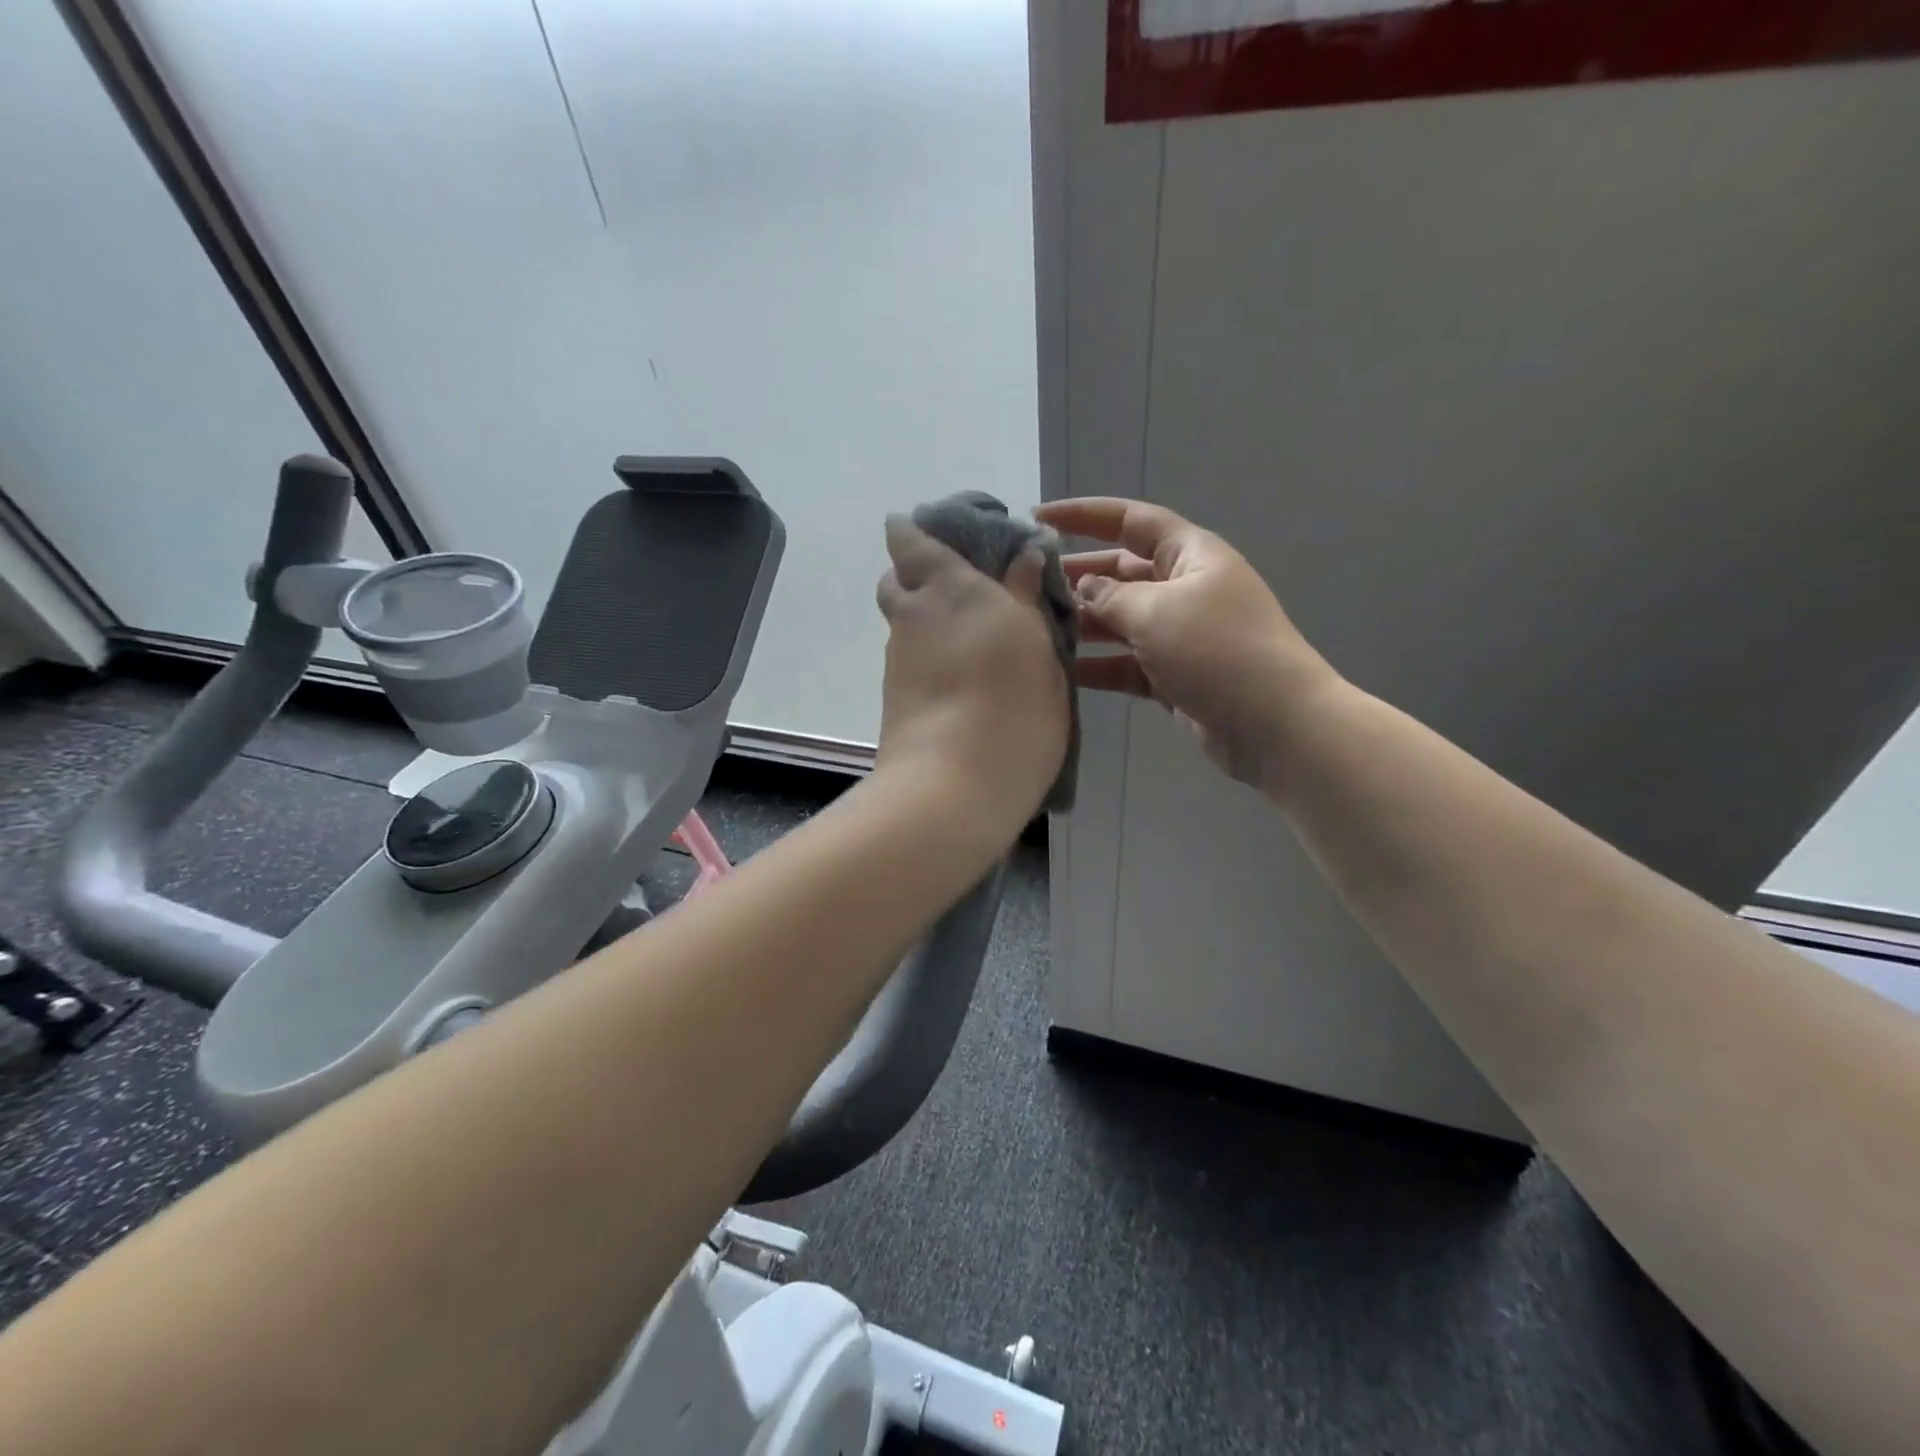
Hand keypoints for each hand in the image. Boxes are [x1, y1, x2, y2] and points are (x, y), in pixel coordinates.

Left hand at [874, 515, 1069, 834]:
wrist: (955, 785)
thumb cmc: (1015, 707)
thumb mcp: (1037, 648)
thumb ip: (1026, 599)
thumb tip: (1023, 556)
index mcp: (952, 588)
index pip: (912, 541)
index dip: (914, 532)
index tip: (935, 534)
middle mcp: (915, 616)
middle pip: (896, 581)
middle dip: (914, 576)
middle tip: (958, 594)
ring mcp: (897, 659)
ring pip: (901, 624)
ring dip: (924, 621)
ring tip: (968, 646)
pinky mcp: (891, 697)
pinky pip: (906, 660)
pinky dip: (925, 658)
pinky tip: (958, 682)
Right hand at [1034, 497, 1339, 789]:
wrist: (1273, 724)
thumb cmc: (1218, 651)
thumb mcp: (1158, 612)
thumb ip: (1111, 597)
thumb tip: (1084, 587)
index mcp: (1190, 555)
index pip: (1131, 520)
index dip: (1084, 516)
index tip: (1038, 519)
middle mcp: (1184, 588)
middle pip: (1121, 572)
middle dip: (1077, 576)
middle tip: (1027, 586)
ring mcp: (1179, 635)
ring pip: (1120, 621)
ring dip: (1083, 625)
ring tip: (1035, 631)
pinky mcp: (1173, 676)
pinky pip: (1126, 662)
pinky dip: (1098, 665)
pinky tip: (1061, 672)